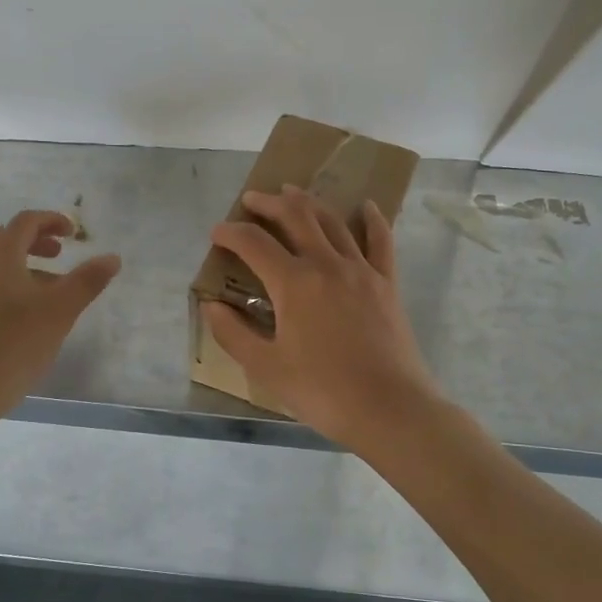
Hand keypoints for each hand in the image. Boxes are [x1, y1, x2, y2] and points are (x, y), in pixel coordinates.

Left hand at [0, 210, 120, 421]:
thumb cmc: (14, 343)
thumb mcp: (60, 311)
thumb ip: (88, 280)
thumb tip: (112, 258)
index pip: (26, 221)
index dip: (53, 221)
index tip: (74, 234)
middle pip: (7, 237)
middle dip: (36, 241)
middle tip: (60, 255)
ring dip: (24, 264)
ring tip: (51, 288)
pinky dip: (11, 282)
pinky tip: (28, 313)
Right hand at [202, 186, 441, 449]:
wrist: (389, 408)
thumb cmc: (322, 391)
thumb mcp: (266, 367)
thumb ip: (233, 334)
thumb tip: (211, 306)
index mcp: (293, 283)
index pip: (254, 243)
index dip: (231, 233)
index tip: (216, 233)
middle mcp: (326, 264)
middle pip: (295, 217)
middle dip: (269, 203)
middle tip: (252, 200)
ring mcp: (361, 270)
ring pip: (332, 222)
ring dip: (309, 203)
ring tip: (292, 193)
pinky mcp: (386, 283)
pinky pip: (380, 241)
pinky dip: (372, 219)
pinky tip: (366, 206)